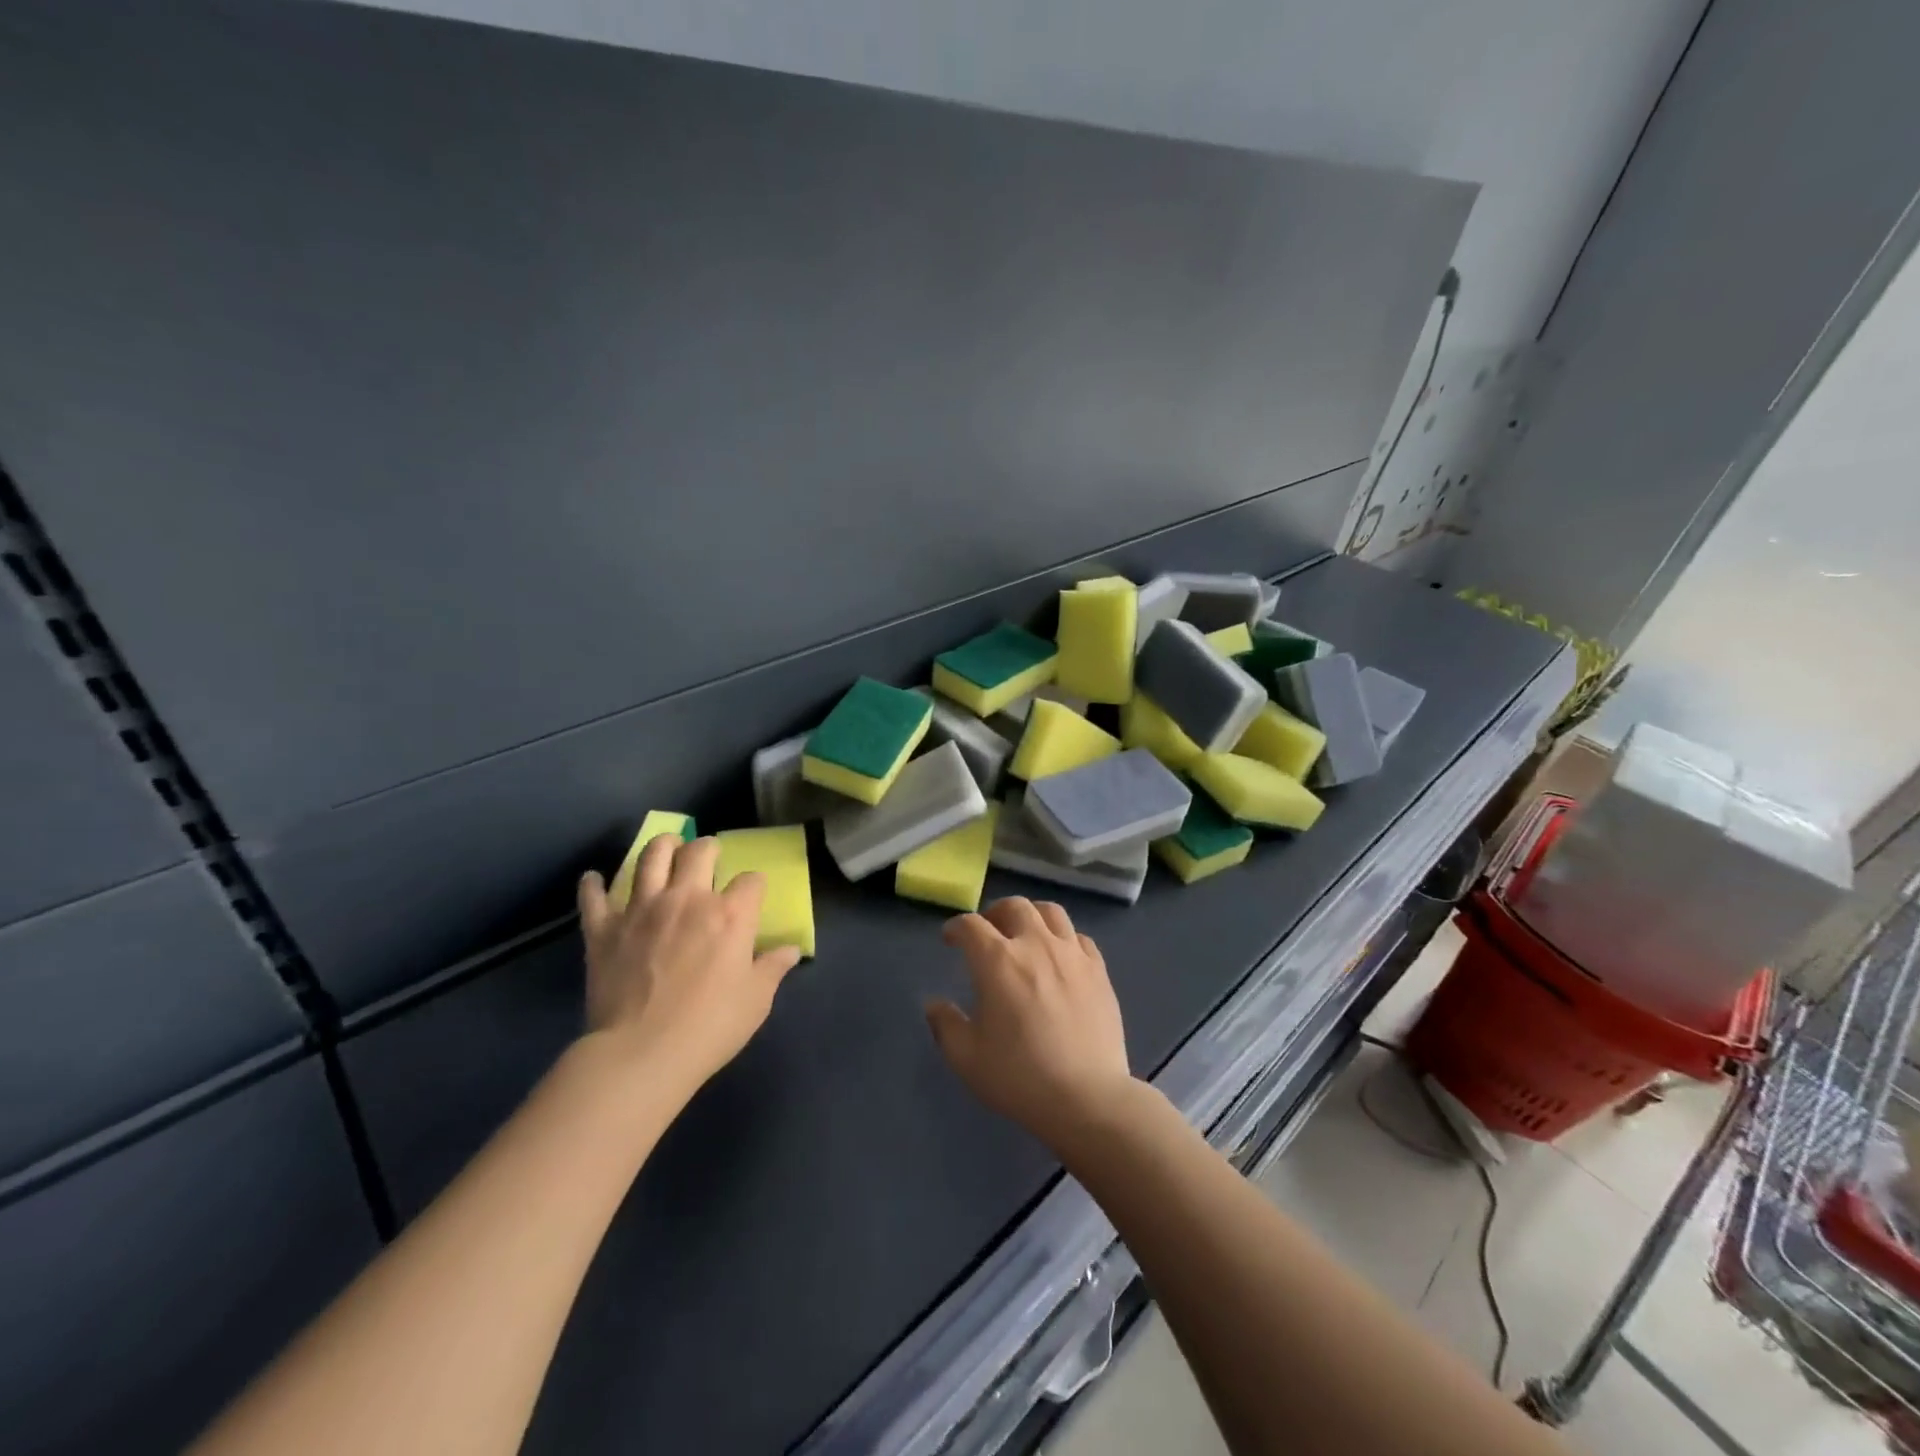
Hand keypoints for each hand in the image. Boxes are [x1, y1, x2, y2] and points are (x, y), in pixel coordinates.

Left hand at [577, 835, 799, 1095]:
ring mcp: (641, 909)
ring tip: (667, 847)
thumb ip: (773, 968)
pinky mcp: (604, 929)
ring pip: (651, 857)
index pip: (751, 880)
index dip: (754, 884)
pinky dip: (593, 885)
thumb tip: (791, 950)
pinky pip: (594, 897)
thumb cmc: (709, 1027)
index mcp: (730, 915)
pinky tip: (595, 880)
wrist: (640, 1054)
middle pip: (700, 852)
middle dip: (708, 848)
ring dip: (661, 846)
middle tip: (708, 854)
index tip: (752, 895)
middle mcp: (687, 899)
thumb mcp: (756, 1001)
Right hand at [926, 897, 1135, 1152]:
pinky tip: (1060, 956)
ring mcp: (1072, 954)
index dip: (956, 928)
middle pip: (1014, 906)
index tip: (951, 939)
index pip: (971, 925)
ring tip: (1026, 933)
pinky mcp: (1099, 970)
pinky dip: (1064, 938)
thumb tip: (935, 1004)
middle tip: (989, 932)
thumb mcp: (966, 1058)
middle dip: (995, 913)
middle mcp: (1036, 945)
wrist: (1087, 1098)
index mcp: (998, 961)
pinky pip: (1080, 938)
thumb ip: (945, 1024)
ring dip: (1032, 916)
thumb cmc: (1019, 1077)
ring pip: (1051, 912)